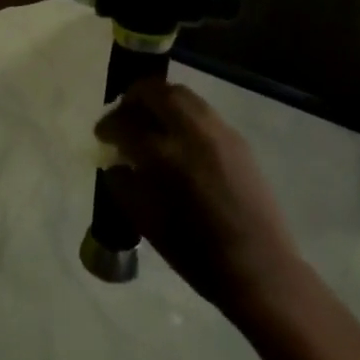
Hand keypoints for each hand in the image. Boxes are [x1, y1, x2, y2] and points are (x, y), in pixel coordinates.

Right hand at [95, 79, 298, 316]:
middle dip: (134, 97)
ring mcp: (218, 131)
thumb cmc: (195, 253)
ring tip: (150, 119)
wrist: (257, 267)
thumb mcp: (145, 222)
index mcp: (164, 155)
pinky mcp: (237, 139)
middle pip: (156, 92)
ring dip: (160, 100)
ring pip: (183, 95)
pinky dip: (182, 113)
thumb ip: (123, 184)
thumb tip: (116, 163)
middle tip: (124, 114)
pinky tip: (178, 136)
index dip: (108, 125)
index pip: (125, 123)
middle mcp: (191, 132)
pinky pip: (202, 111)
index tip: (102, 135)